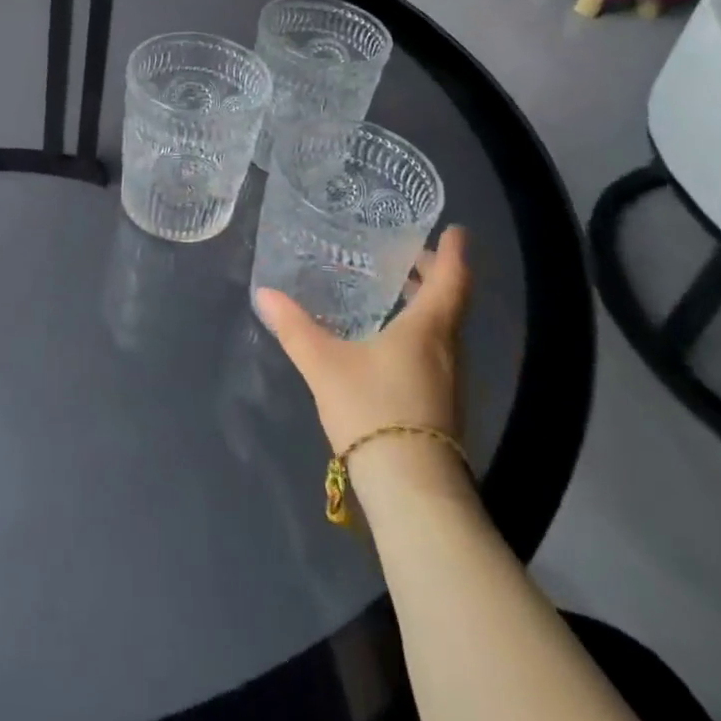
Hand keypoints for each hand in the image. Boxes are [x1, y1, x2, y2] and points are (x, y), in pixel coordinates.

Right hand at [254, 225, 473, 498]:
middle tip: (406, 255)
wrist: (411, 491)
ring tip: (394, 290)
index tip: (455, 230)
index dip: (452, 253)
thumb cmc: (374, 410)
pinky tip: (389, 340)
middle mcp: (446, 350)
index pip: (450, 280)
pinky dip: (419, 331)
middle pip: (449, 302)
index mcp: (427, 329)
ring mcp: (448, 381)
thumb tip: (264, 293)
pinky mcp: (441, 406)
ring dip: (425, 304)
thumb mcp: (324, 364)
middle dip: (432, 275)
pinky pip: (435, 352)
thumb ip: (295, 328)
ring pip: (443, 329)